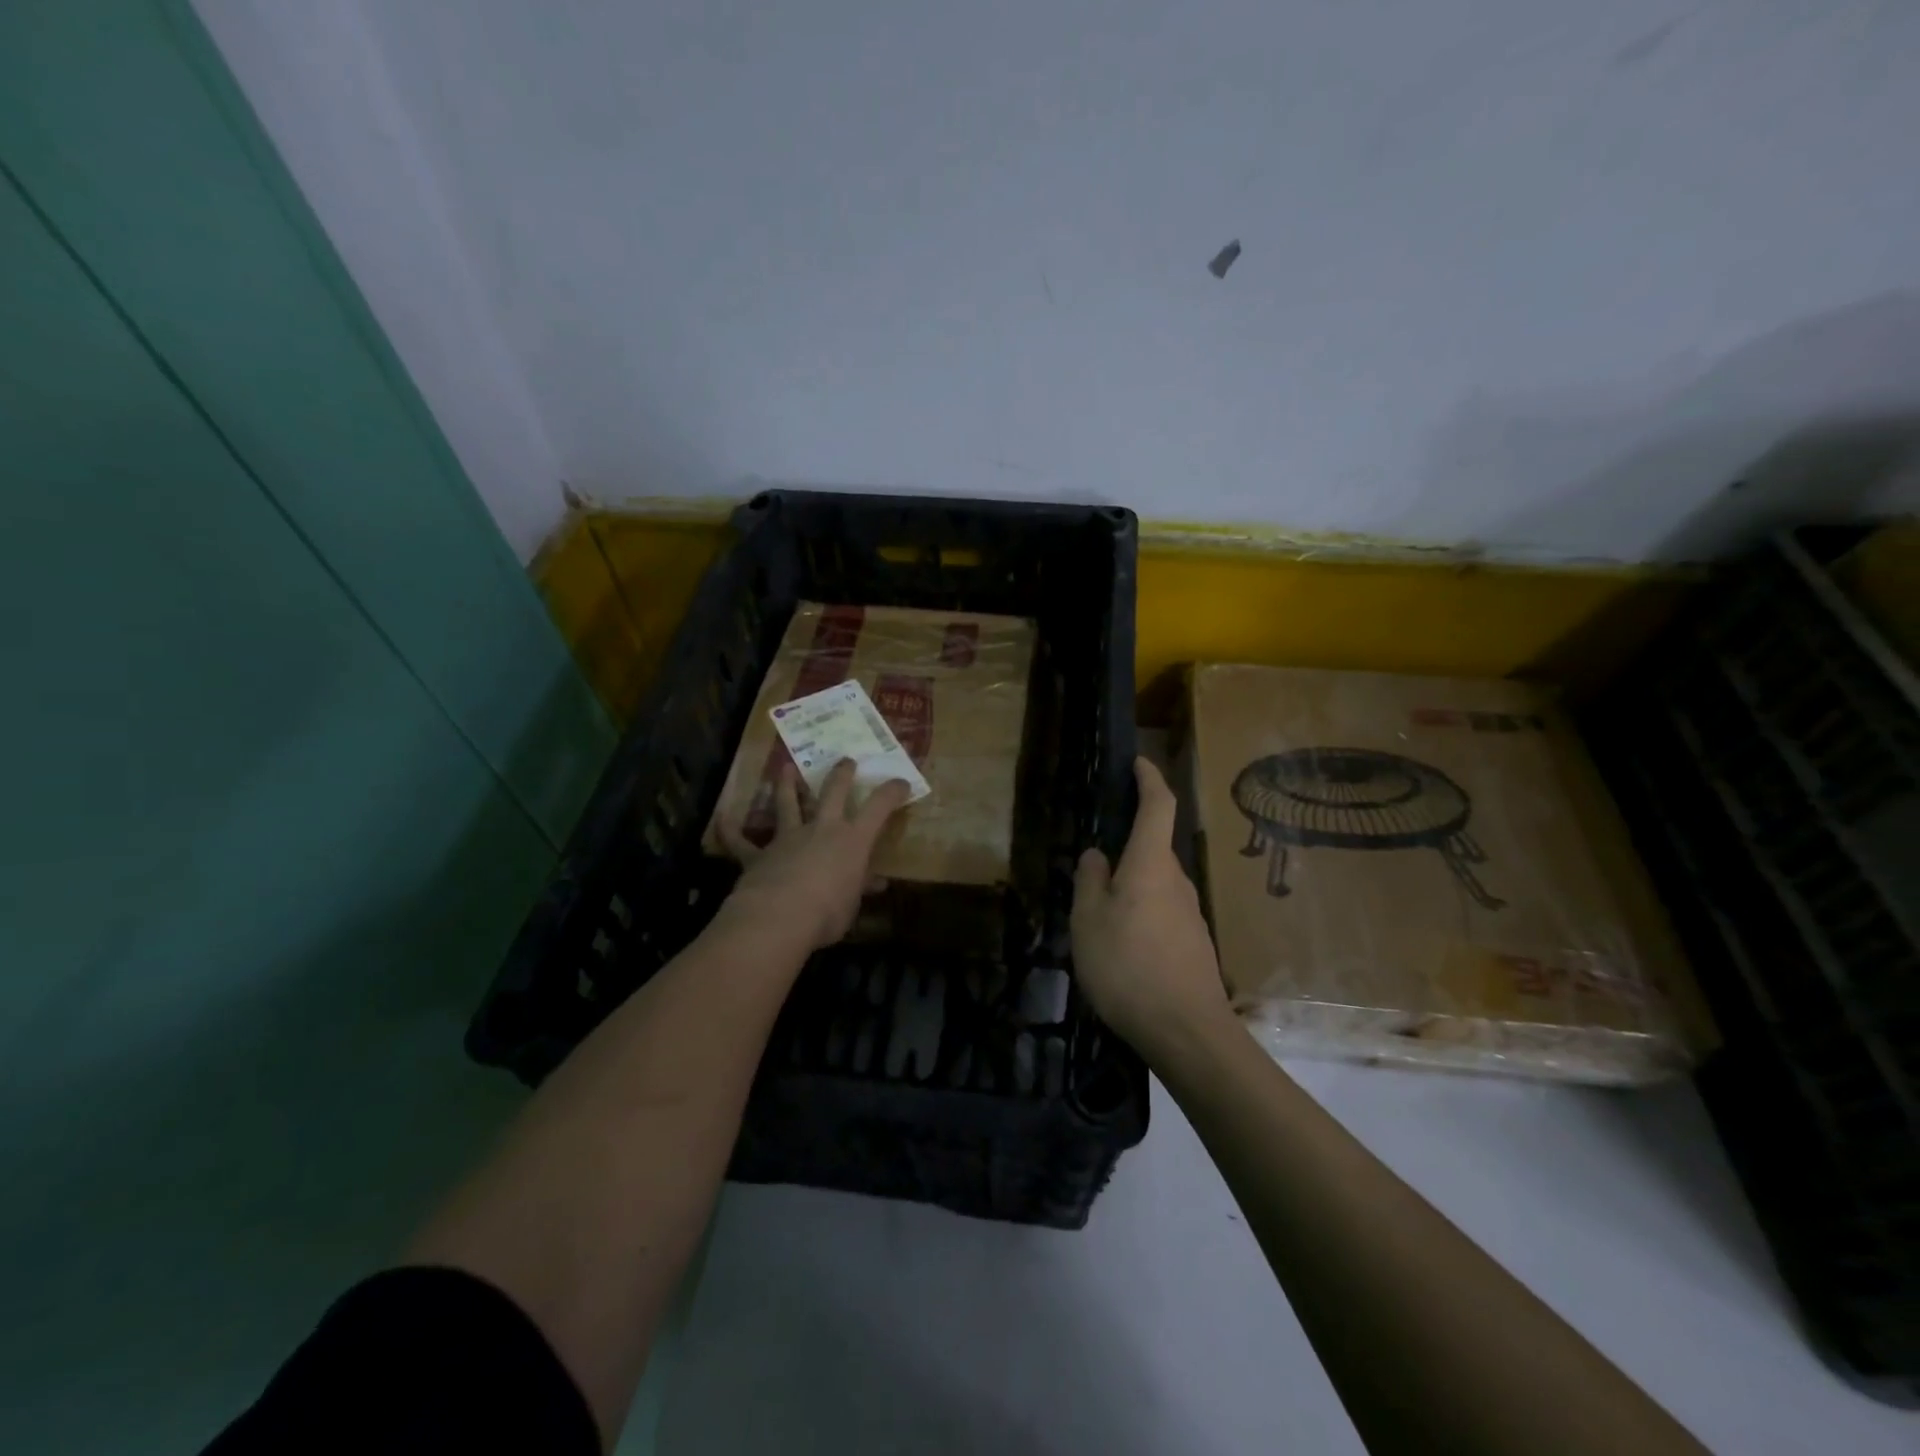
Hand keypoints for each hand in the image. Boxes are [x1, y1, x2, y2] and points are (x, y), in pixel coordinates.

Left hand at [716, 759, 910, 952]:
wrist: (779, 917)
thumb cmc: (828, 913)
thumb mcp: (852, 904)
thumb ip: (860, 888)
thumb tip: (876, 883)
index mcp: (852, 841)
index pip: (879, 808)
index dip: (891, 792)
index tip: (901, 782)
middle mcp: (821, 830)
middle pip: (833, 792)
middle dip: (841, 774)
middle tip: (846, 760)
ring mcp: (787, 838)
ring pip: (787, 804)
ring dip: (786, 785)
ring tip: (785, 767)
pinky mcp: (758, 854)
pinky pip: (740, 840)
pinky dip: (729, 828)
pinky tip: (722, 817)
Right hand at [1072, 757, 1231, 1054]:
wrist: (1187, 1032)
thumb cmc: (1128, 966)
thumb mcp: (1089, 921)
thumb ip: (1090, 881)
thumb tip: (1097, 855)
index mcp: (1151, 864)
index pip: (1157, 806)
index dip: (1149, 779)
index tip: (1138, 762)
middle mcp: (1177, 881)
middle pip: (1154, 848)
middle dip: (1128, 845)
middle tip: (1092, 864)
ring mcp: (1190, 913)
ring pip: (1156, 884)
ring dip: (1131, 885)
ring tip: (1098, 913)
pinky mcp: (1193, 943)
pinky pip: (1162, 912)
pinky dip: (1141, 913)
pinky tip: (1121, 945)